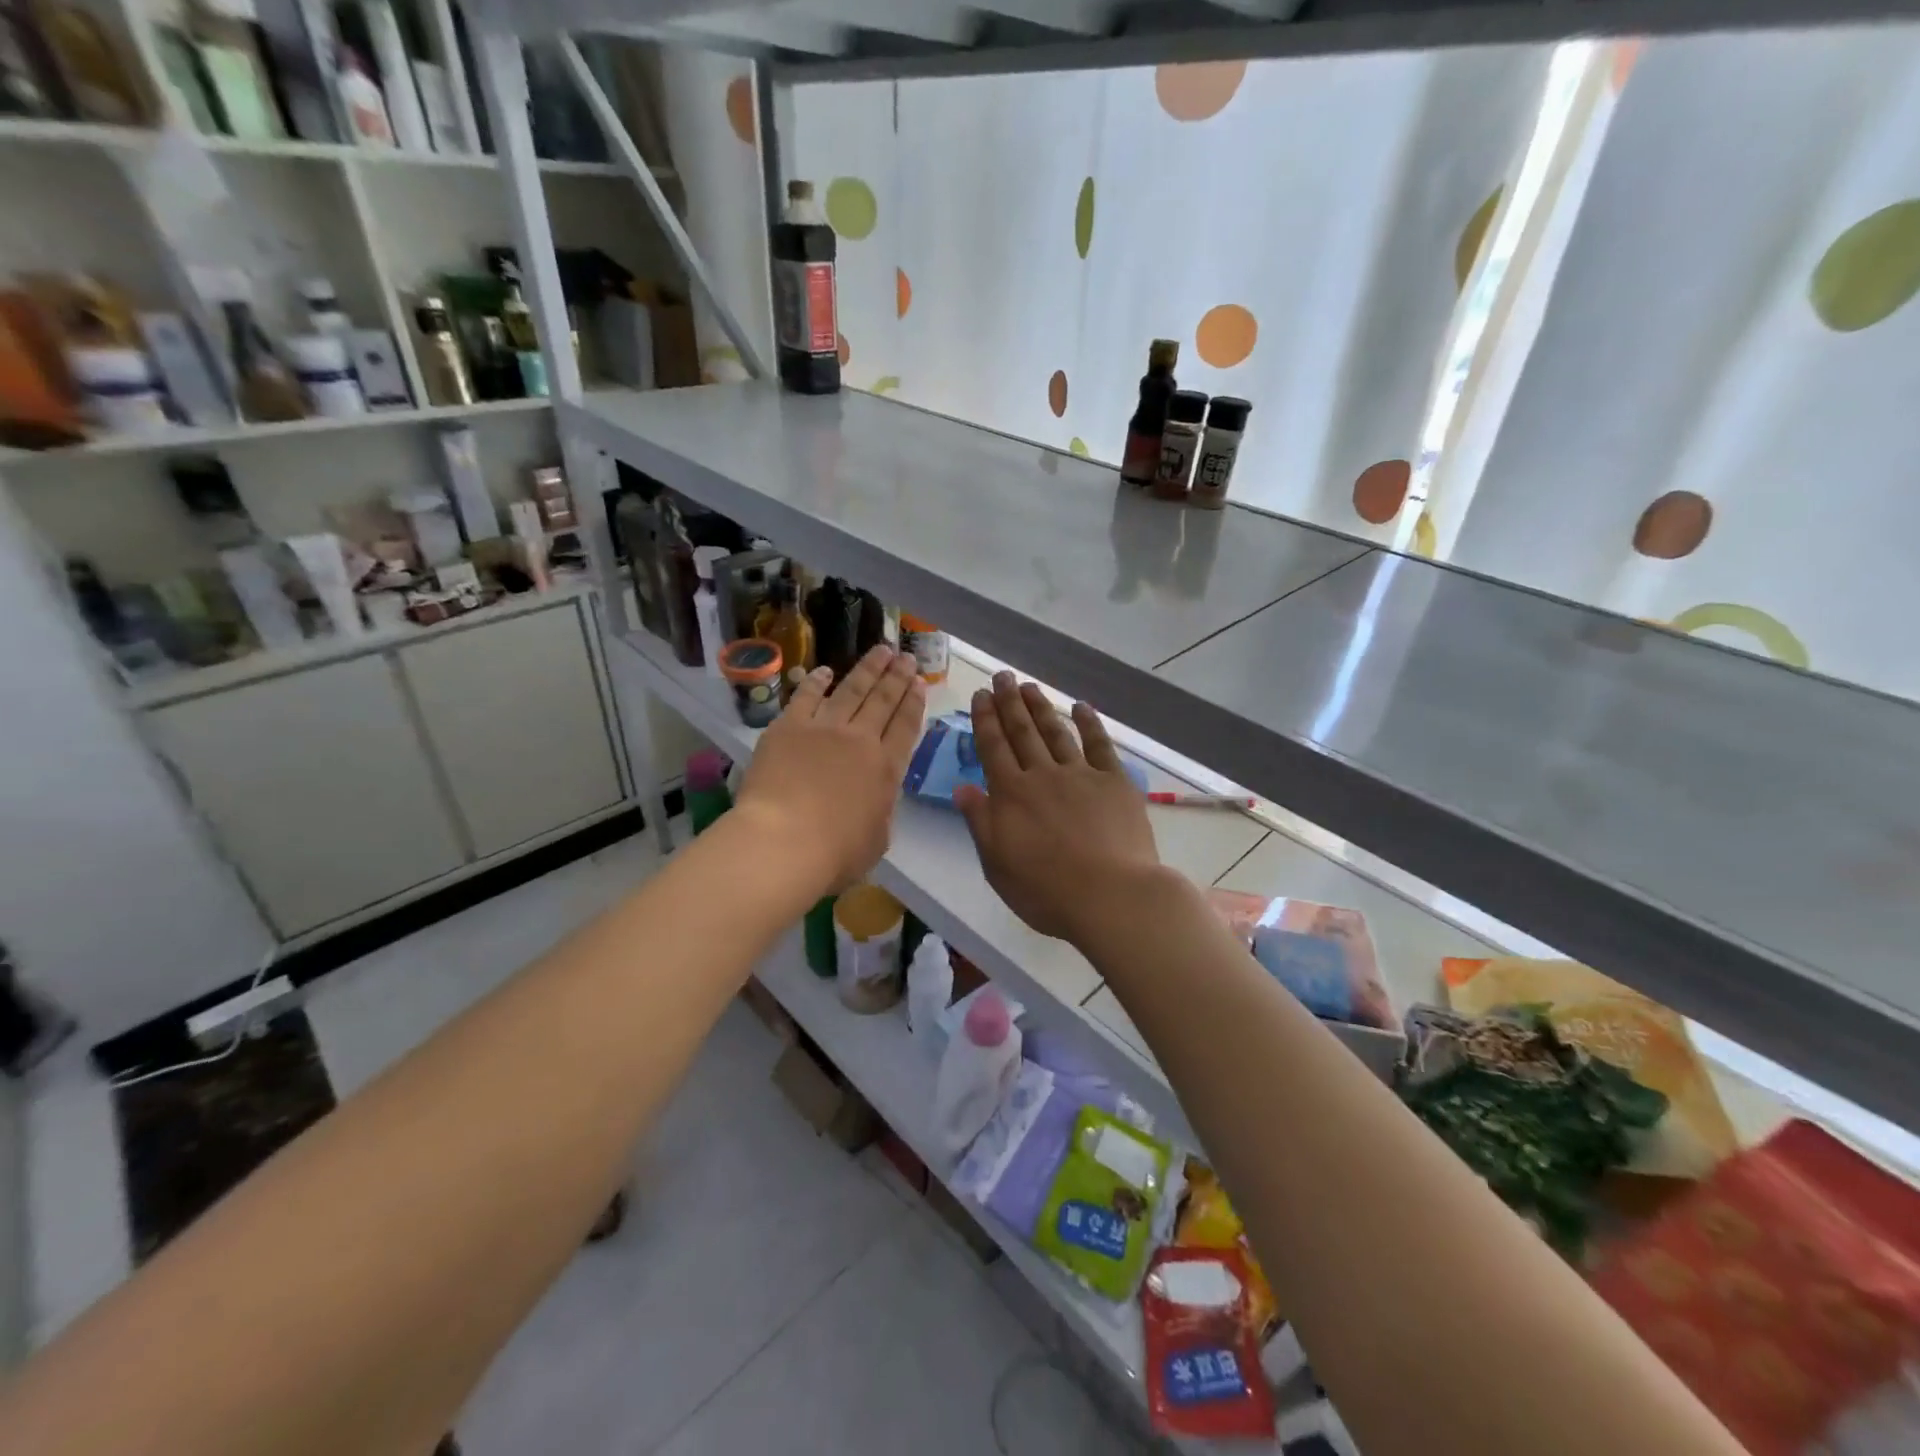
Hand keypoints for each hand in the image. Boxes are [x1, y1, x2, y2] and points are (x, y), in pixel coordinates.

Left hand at [736, 645, 925, 895]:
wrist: (783, 843)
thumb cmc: (835, 854)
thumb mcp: (878, 839)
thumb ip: (882, 811)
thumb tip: (877, 797)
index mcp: (886, 769)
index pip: (906, 726)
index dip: (914, 702)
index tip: (920, 682)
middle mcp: (860, 740)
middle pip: (883, 700)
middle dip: (897, 676)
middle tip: (906, 656)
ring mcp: (823, 729)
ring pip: (852, 689)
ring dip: (869, 668)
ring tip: (881, 650)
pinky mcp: (788, 727)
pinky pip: (806, 696)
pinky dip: (817, 681)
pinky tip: (825, 671)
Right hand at [954, 672, 1161, 946]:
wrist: (1110, 895)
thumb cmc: (1046, 890)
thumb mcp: (997, 864)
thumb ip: (980, 822)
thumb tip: (962, 788)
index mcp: (1011, 795)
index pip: (993, 748)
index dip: (986, 720)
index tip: (981, 695)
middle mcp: (1043, 776)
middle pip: (1022, 732)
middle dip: (1010, 703)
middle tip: (1003, 676)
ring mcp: (1081, 775)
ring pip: (1056, 733)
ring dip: (1042, 708)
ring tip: (1030, 686)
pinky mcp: (1114, 782)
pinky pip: (1099, 745)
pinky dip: (1089, 724)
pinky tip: (1081, 707)